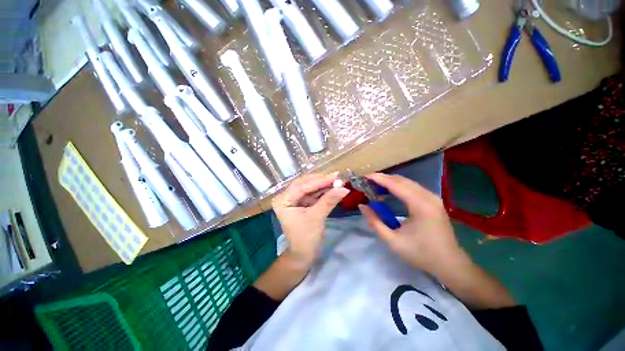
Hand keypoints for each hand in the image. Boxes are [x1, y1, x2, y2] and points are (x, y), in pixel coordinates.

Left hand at [272, 173, 349, 267]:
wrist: (303, 254)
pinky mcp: (302, 203)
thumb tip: (344, 187)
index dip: (320, 181)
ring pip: (310, 188)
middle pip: (305, 184)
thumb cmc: (306, 238)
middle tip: (337, 177)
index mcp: (283, 200)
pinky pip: (313, 194)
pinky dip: (323, 192)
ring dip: (324, 185)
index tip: (335, 175)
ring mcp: (294, 199)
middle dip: (322, 181)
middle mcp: (286, 197)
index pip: (302, 186)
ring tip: (338, 181)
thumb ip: (329, 201)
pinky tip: (333, 188)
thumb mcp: (317, 218)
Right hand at [359, 173, 468, 276]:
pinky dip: (398, 186)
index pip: (396, 185)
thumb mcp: (393, 240)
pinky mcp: (433, 201)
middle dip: (383, 178)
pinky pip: (412, 187)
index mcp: (420, 205)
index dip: (379, 179)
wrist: (449, 263)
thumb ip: (375, 221)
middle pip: (402, 180)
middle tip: (367, 181)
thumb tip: (362, 206)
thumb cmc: (421, 254)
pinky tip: (389, 191)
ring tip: (375, 185)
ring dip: (390, 182)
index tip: (364, 177)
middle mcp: (428, 197)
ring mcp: (433, 197)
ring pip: (407, 182)